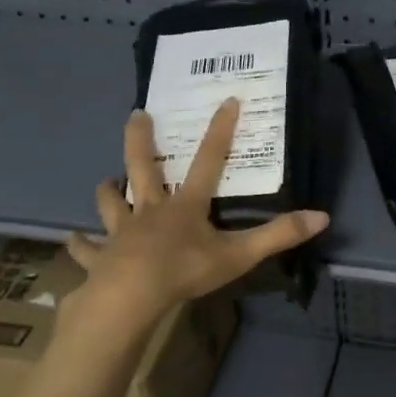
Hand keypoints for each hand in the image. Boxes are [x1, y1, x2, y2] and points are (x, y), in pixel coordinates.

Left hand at [65, 99, 328, 322]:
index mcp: (185, 206)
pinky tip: (73, 241)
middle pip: (142, 169)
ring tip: (103, 182)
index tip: (226, 100)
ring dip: (107, 192)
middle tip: (136, 115)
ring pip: (111, 204)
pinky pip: (87, 249)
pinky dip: (81, 245)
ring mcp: (121, 233)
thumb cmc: (185, 271)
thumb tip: (322, 216)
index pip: (209, 161)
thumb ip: (279, 235)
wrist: (132, 296)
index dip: (220, 131)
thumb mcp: (239, 254)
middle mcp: (150, 211)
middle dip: (141, 141)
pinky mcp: (101, 258)